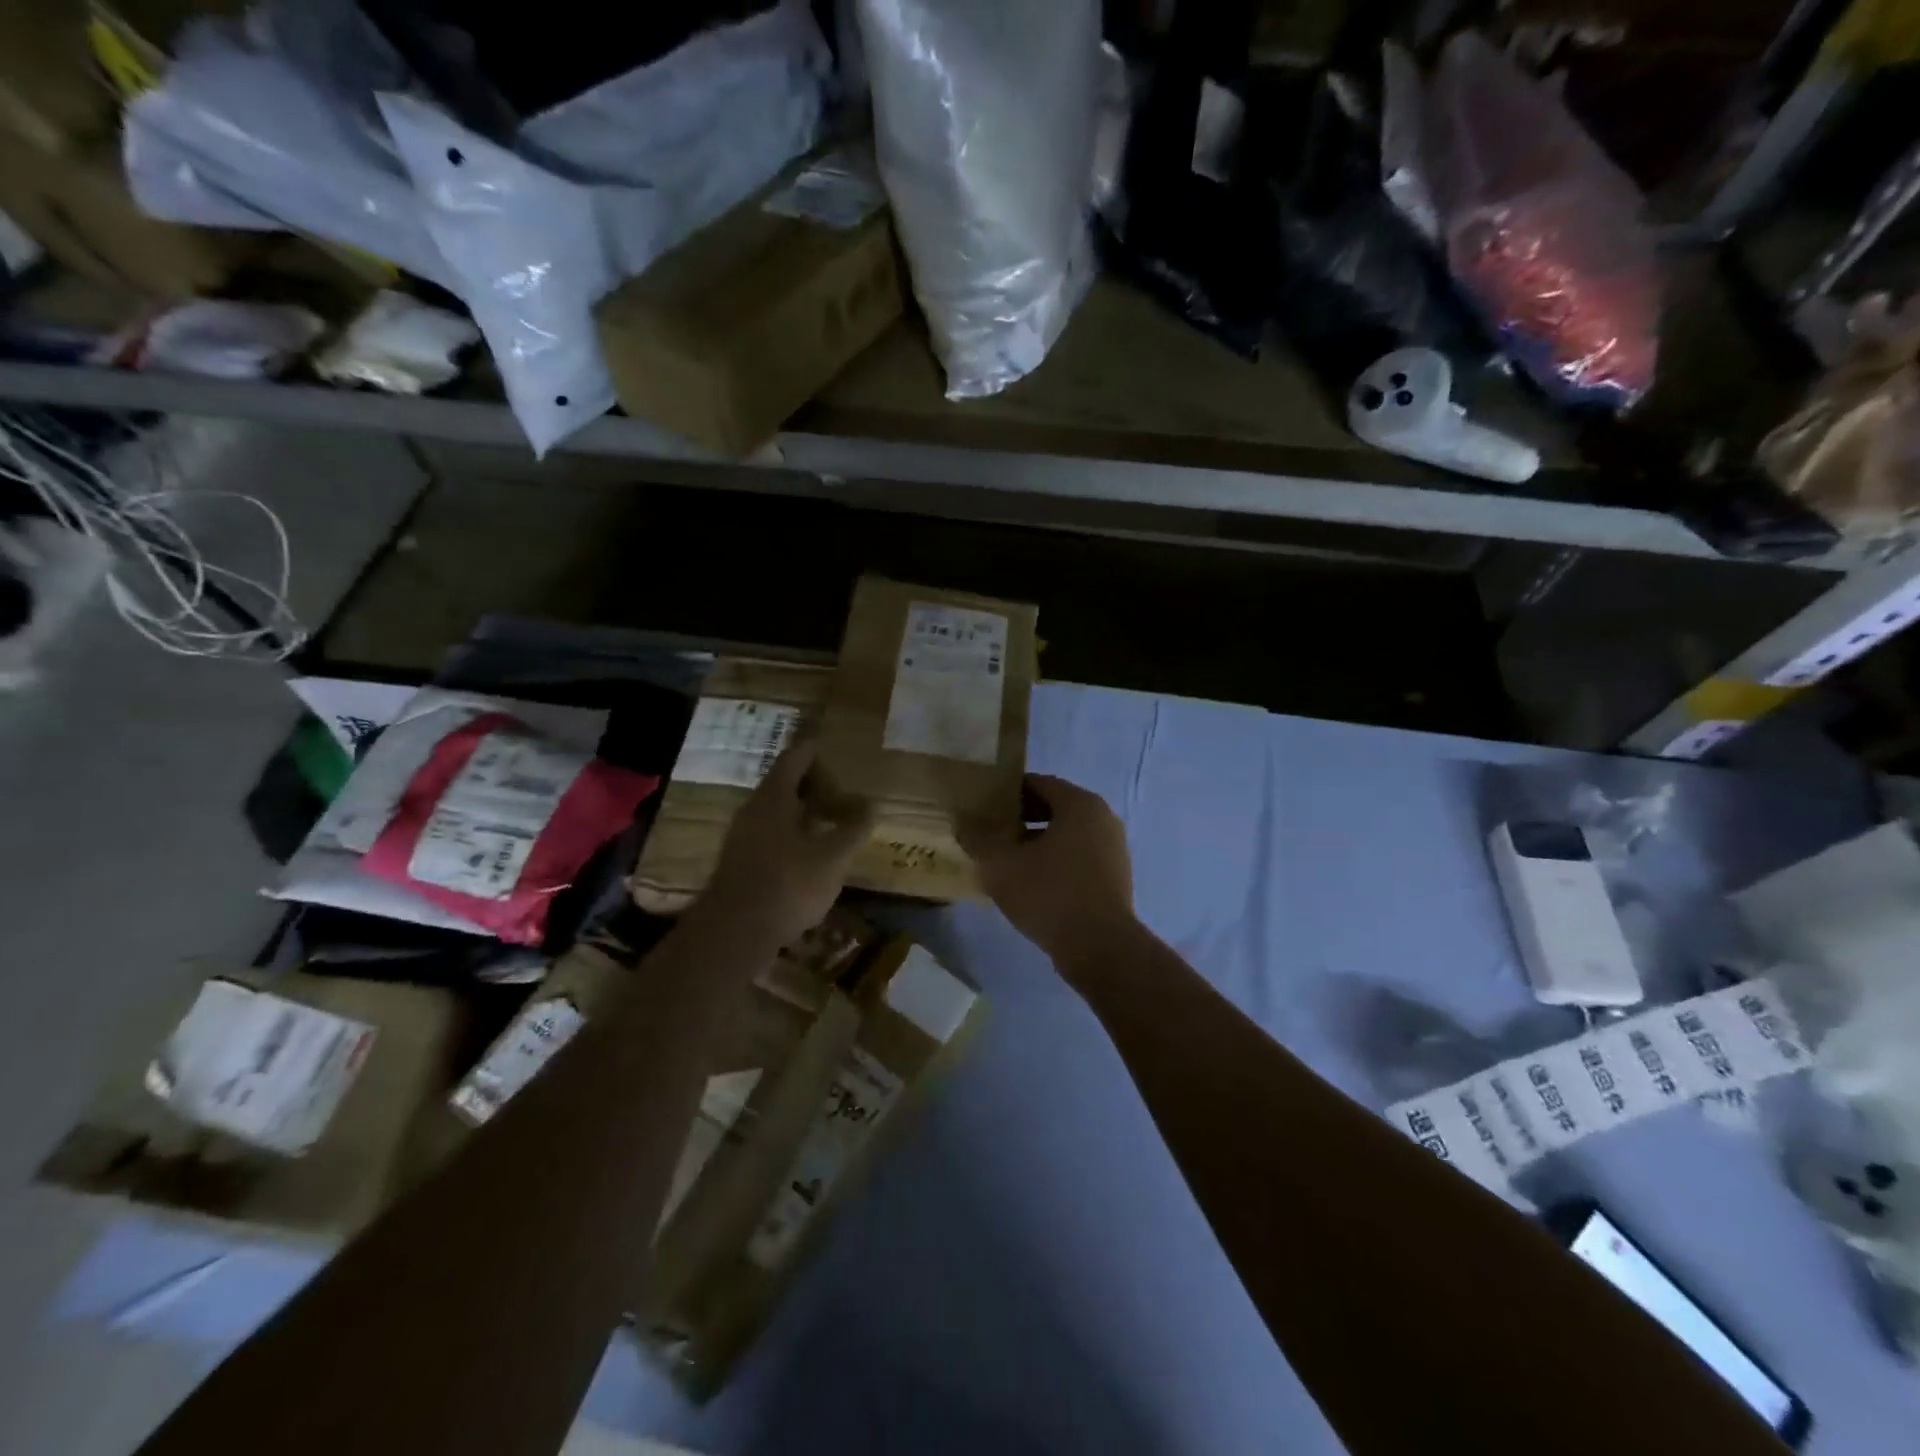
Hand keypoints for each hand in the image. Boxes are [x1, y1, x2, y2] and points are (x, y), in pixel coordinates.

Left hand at [699, 738, 873, 946]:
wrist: (734, 934)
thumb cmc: (787, 885)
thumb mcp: (832, 858)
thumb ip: (853, 830)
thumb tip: (871, 806)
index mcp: (774, 798)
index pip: (794, 759)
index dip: (814, 751)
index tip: (833, 748)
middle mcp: (754, 810)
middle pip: (784, 785)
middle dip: (814, 785)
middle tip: (842, 791)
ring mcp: (743, 837)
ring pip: (777, 812)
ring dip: (804, 812)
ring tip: (832, 822)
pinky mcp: (740, 863)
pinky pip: (771, 835)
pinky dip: (793, 834)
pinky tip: (812, 854)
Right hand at [960, 775, 1141, 979]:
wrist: (1100, 948)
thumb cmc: (1050, 894)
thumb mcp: (1001, 865)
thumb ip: (979, 840)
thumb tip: (964, 825)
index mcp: (1081, 804)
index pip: (1039, 783)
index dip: (1008, 792)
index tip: (983, 805)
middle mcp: (1103, 819)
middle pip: (1055, 808)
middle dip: (1021, 818)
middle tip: (991, 831)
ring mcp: (1114, 850)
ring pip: (1067, 836)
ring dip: (1037, 843)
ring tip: (1006, 860)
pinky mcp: (1115, 878)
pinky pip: (1078, 858)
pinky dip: (1055, 863)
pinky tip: (1031, 884)